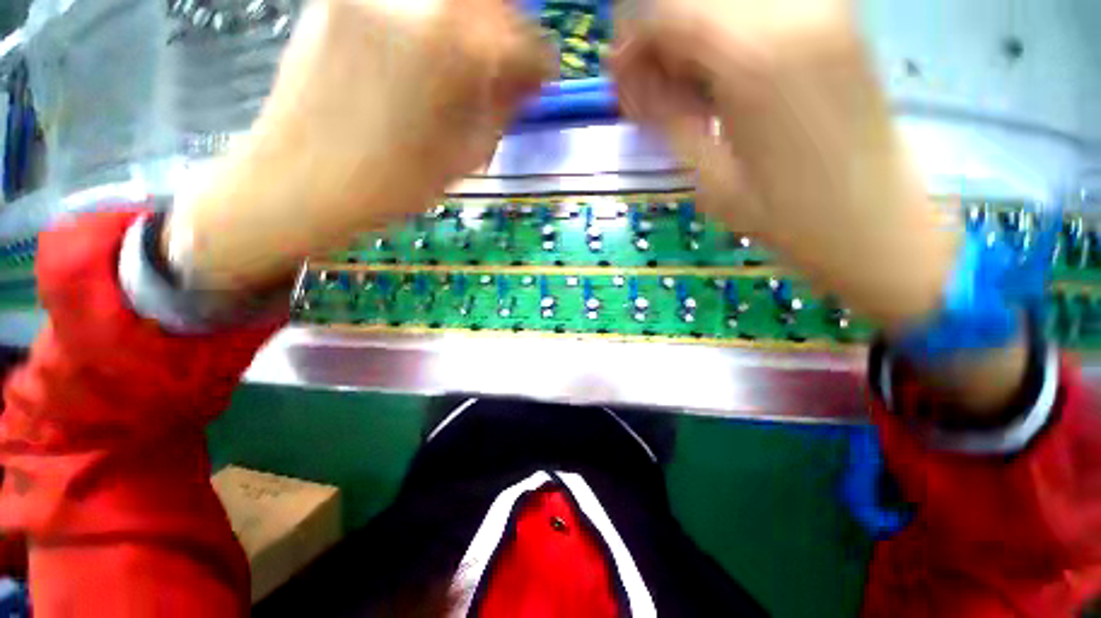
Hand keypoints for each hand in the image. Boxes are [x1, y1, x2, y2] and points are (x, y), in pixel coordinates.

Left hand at [168, 0, 552, 291]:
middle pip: (490, 1)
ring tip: (469, 60)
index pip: (525, 41)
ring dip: (473, 24)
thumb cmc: (396, 182)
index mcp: (455, 46)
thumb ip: (503, 107)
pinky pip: (408, 3)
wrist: (305, 179)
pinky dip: (431, 21)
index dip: (542, 64)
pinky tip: (427, 52)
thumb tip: (529, 79)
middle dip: (510, 31)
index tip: (544, 80)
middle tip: (510, 63)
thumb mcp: (467, 155)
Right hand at [611, 0, 955, 331]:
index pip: (669, 13)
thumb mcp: (708, 177)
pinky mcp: (841, 23)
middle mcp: (793, 13)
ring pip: (732, 1)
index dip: (634, 39)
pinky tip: (725, 72)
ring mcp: (825, 11)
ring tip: (685, 83)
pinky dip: (732, 31)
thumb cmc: (785, 217)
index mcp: (752, 58)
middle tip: (649, 83)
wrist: (874, 225)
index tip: (619, 73)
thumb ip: (666, 117)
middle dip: (662, 34)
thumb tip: (627, 81)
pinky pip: (767, 9)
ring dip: (696, 33)